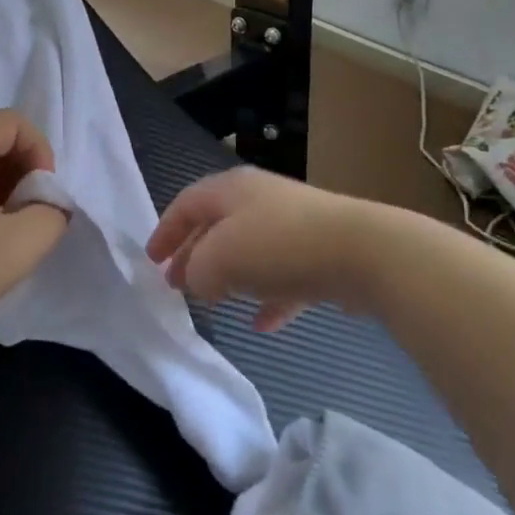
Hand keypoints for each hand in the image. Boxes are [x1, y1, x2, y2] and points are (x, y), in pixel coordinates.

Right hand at [147, 166, 380, 331]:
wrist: (363, 252)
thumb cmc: (278, 245)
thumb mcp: (220, 259)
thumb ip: (197, 271)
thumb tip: (197, 280)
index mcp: (231, 189)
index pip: (186, 203)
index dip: (165, 231)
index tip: (151, 260)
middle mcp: (260, 199)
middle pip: (216, 226)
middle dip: (194, 256)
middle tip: (177, 285)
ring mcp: (295, 225)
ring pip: (250, 251)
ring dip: (229, 276)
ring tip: (213, 303)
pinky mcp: (322, 254)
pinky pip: (284, 276)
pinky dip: (269, 297)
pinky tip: (262, 324)